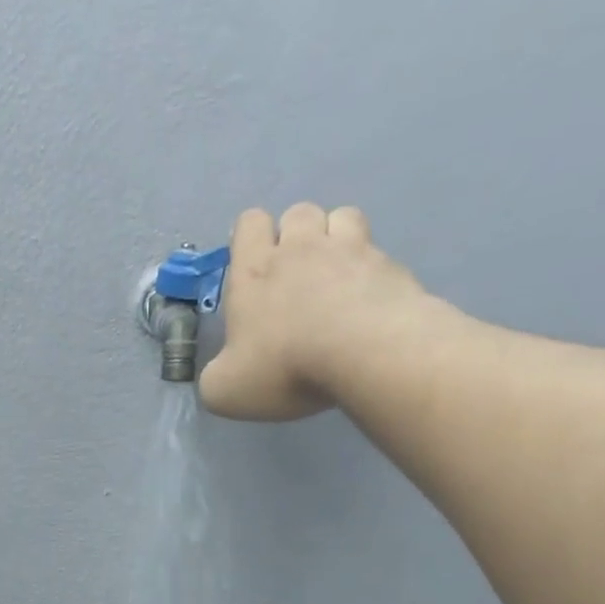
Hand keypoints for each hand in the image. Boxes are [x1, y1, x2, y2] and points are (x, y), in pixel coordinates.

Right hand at [199, 203, 441, 422]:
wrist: (365, 353)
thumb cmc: (284, 366)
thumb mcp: (225, 390)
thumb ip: (215, 379)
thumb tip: (222, 374)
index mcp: (255, 270)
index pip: (249, 222)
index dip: (249, 240)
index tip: (253, 273)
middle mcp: (302, 248)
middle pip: (297, 213)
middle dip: (295, 237)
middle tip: (296, 281)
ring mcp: (351, 250)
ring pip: (342, 217)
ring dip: (336, 239)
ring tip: (335, 279)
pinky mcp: (389, 265)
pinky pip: (376, 252)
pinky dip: (369, 271)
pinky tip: (366, 303)